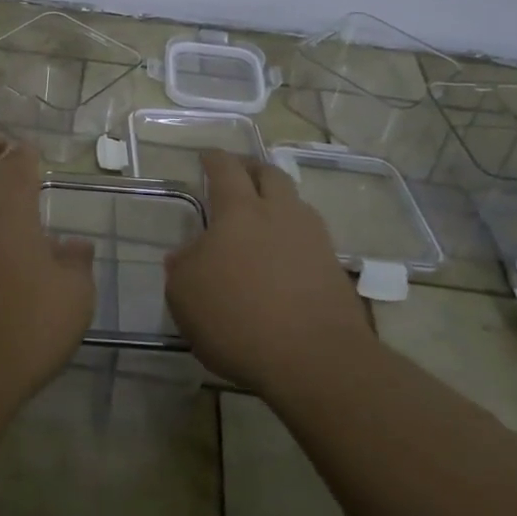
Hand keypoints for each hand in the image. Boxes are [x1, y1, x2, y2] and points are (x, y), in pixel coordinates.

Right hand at [164, 151, 370, 394]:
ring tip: (261, 217)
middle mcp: (280, 213)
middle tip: (238, 175)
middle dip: (252, 169)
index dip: (214, 159)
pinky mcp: (334, 270)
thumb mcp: (185, 294)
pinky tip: (281, 258)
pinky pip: (309, 239)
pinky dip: (292, 238)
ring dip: (276, 202)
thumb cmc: (237, 318)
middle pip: (269, 175)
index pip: (226, 169)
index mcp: (240, 210)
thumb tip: (188, 254)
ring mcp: (314, 239)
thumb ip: (183, 266)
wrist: (315, 359)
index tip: (207, 155)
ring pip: (294, 204)